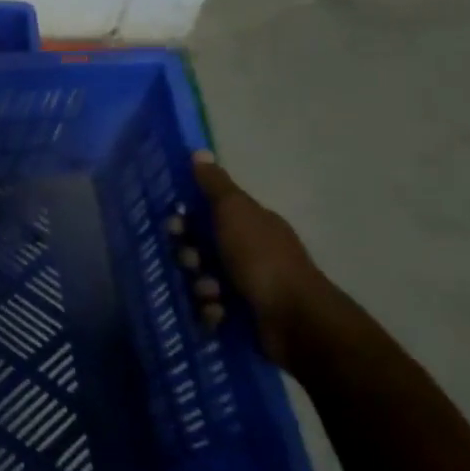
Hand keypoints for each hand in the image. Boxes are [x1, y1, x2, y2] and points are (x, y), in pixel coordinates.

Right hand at [173, 151, 335, 370]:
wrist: (294, 319)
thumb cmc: (261, 258)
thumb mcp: (235, 211)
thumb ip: (215, 185)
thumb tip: (199, 152)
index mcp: (250, 224)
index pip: (208, 213)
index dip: (186, 219)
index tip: (175, 226)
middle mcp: (249, 252)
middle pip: (200, 248)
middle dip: (189, 255)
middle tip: (192, 262)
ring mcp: (247, 285)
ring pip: (201, 279)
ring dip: (199, 286)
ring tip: (211, 294)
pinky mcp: (243, 316)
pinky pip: (211, 309)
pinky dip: (211, 311)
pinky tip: (218, 313)